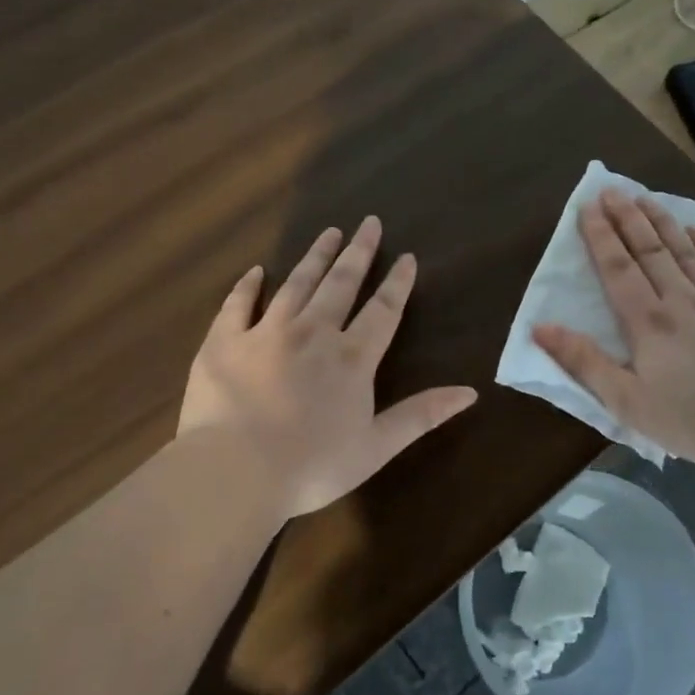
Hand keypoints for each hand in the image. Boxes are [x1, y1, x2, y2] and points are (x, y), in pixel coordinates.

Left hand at [178, 217, 478, 520]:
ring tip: (328, 232)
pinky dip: (247, 285)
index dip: (397, 283)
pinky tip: (256, 270)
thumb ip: (421, 415)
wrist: (235, 471)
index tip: (407, 257)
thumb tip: (470, 392)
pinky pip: (238, 304)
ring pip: (296, 284)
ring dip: (314, 257)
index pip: (382, 311)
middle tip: (368, 223)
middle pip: (340, 284)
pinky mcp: (225, 341)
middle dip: (358, 253)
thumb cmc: (312, 465)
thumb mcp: (377, 446)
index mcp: (351, 358)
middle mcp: (312, 333)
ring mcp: (266, 332)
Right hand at [533, 190, 694, 466]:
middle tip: (613, 189)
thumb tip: (539, 327)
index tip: (589, 206)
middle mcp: (683, 301)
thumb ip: (583, 361)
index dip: (601, 236)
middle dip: (629, 218)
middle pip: (651, 251)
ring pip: (688, 252)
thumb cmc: (690, 421)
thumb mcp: (625, 401)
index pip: (618, 269)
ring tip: (648, 198)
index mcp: (648, 322)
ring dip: (665, 223)